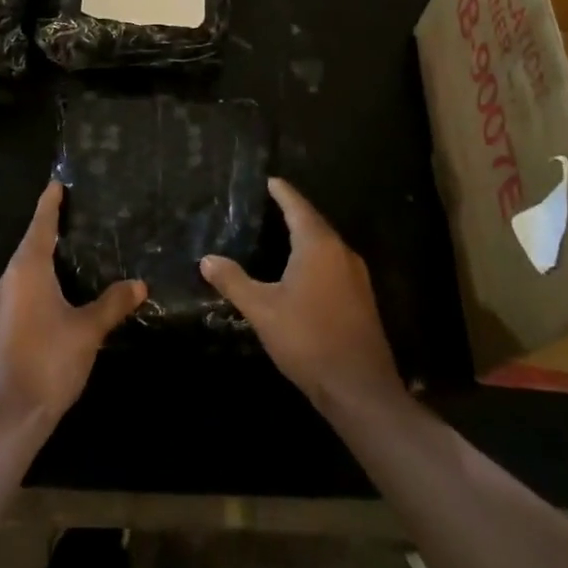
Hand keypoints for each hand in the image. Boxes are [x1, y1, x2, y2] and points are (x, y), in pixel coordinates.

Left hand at [0, 182, 146, 433]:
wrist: (5, 418)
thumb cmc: (48, 362)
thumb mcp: (87, 331)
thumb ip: (112, 304)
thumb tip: (139, 284)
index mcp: (26, 270)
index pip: (41, 225)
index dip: (50, 203)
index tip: (57, 183)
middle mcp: (6, 281)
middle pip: (30, 247)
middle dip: (50, 232)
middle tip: (77, 219)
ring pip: (24, 273)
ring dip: (45, 262)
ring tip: (72, 256)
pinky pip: (20, 294)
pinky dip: (38, 286)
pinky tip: (58, 298)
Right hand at [201, 178, 404, 413]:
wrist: (358, 388)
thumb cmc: (307, 339)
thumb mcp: (262, 310)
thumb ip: (234, 281)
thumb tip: (207, 259)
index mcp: (318, 246)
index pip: (297, 207)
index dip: (282, 192)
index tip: (270, 180)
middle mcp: (341, 253)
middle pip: (314, 223)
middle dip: (293, 212)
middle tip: (270, 204)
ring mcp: (356, 277)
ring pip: (326, 245)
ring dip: (305, 236)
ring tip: (281, 233)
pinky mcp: (361, 298)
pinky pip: (333, 264)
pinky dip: (315, 257)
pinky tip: (300, 270)